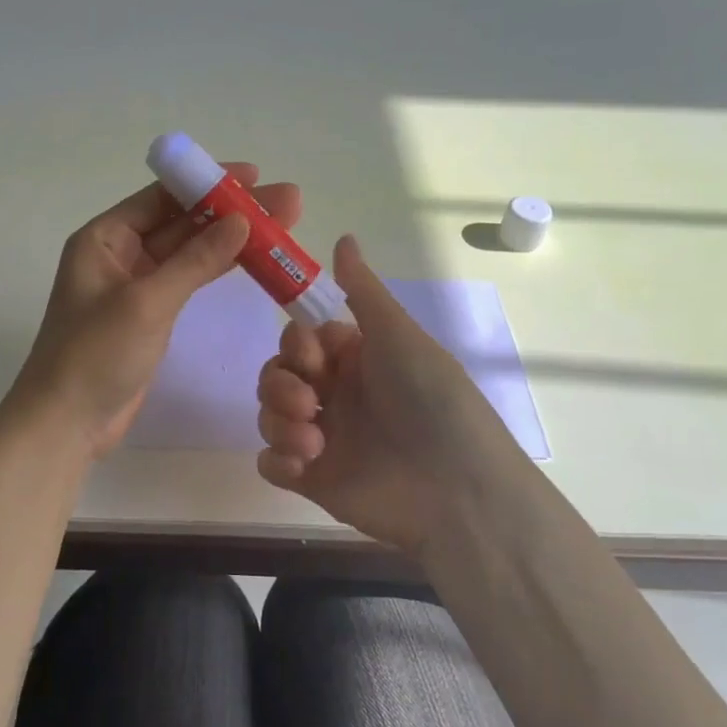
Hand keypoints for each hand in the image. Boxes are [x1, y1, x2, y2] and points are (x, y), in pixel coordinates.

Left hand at [13, 164, 301, 456]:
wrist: (66, 423)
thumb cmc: (95, 354)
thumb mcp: (147, 302)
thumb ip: (195, 260)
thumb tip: (242, 221)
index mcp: (104, 238)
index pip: (161, 197)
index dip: (207, 183)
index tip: (254, 175)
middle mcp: (118, 253)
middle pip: (181, 222)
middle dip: (231, 211)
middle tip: (287, 202)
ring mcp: (135, 285)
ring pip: (189, 252)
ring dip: (232, 240)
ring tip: (283, 228)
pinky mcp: (150, 314)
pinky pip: (188, 280)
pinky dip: (218, 270)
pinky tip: (253, 259)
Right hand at [255, 235, 533, 556]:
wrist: (458, 489)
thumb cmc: (432, 400)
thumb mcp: (399, 335)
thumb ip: (363, 290)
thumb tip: (343, 237)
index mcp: (353, 360)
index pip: (298, 341)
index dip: (295, 346)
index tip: (313, 357)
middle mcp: (334, 395)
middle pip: (275, 375)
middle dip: (280, 385)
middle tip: (308, 403)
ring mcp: (321, 438)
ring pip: (267, 415)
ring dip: (279, 422)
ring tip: (314, 442)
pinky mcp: (312, 479)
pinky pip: (270, 463)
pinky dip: (277, 460)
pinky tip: (304, 465)